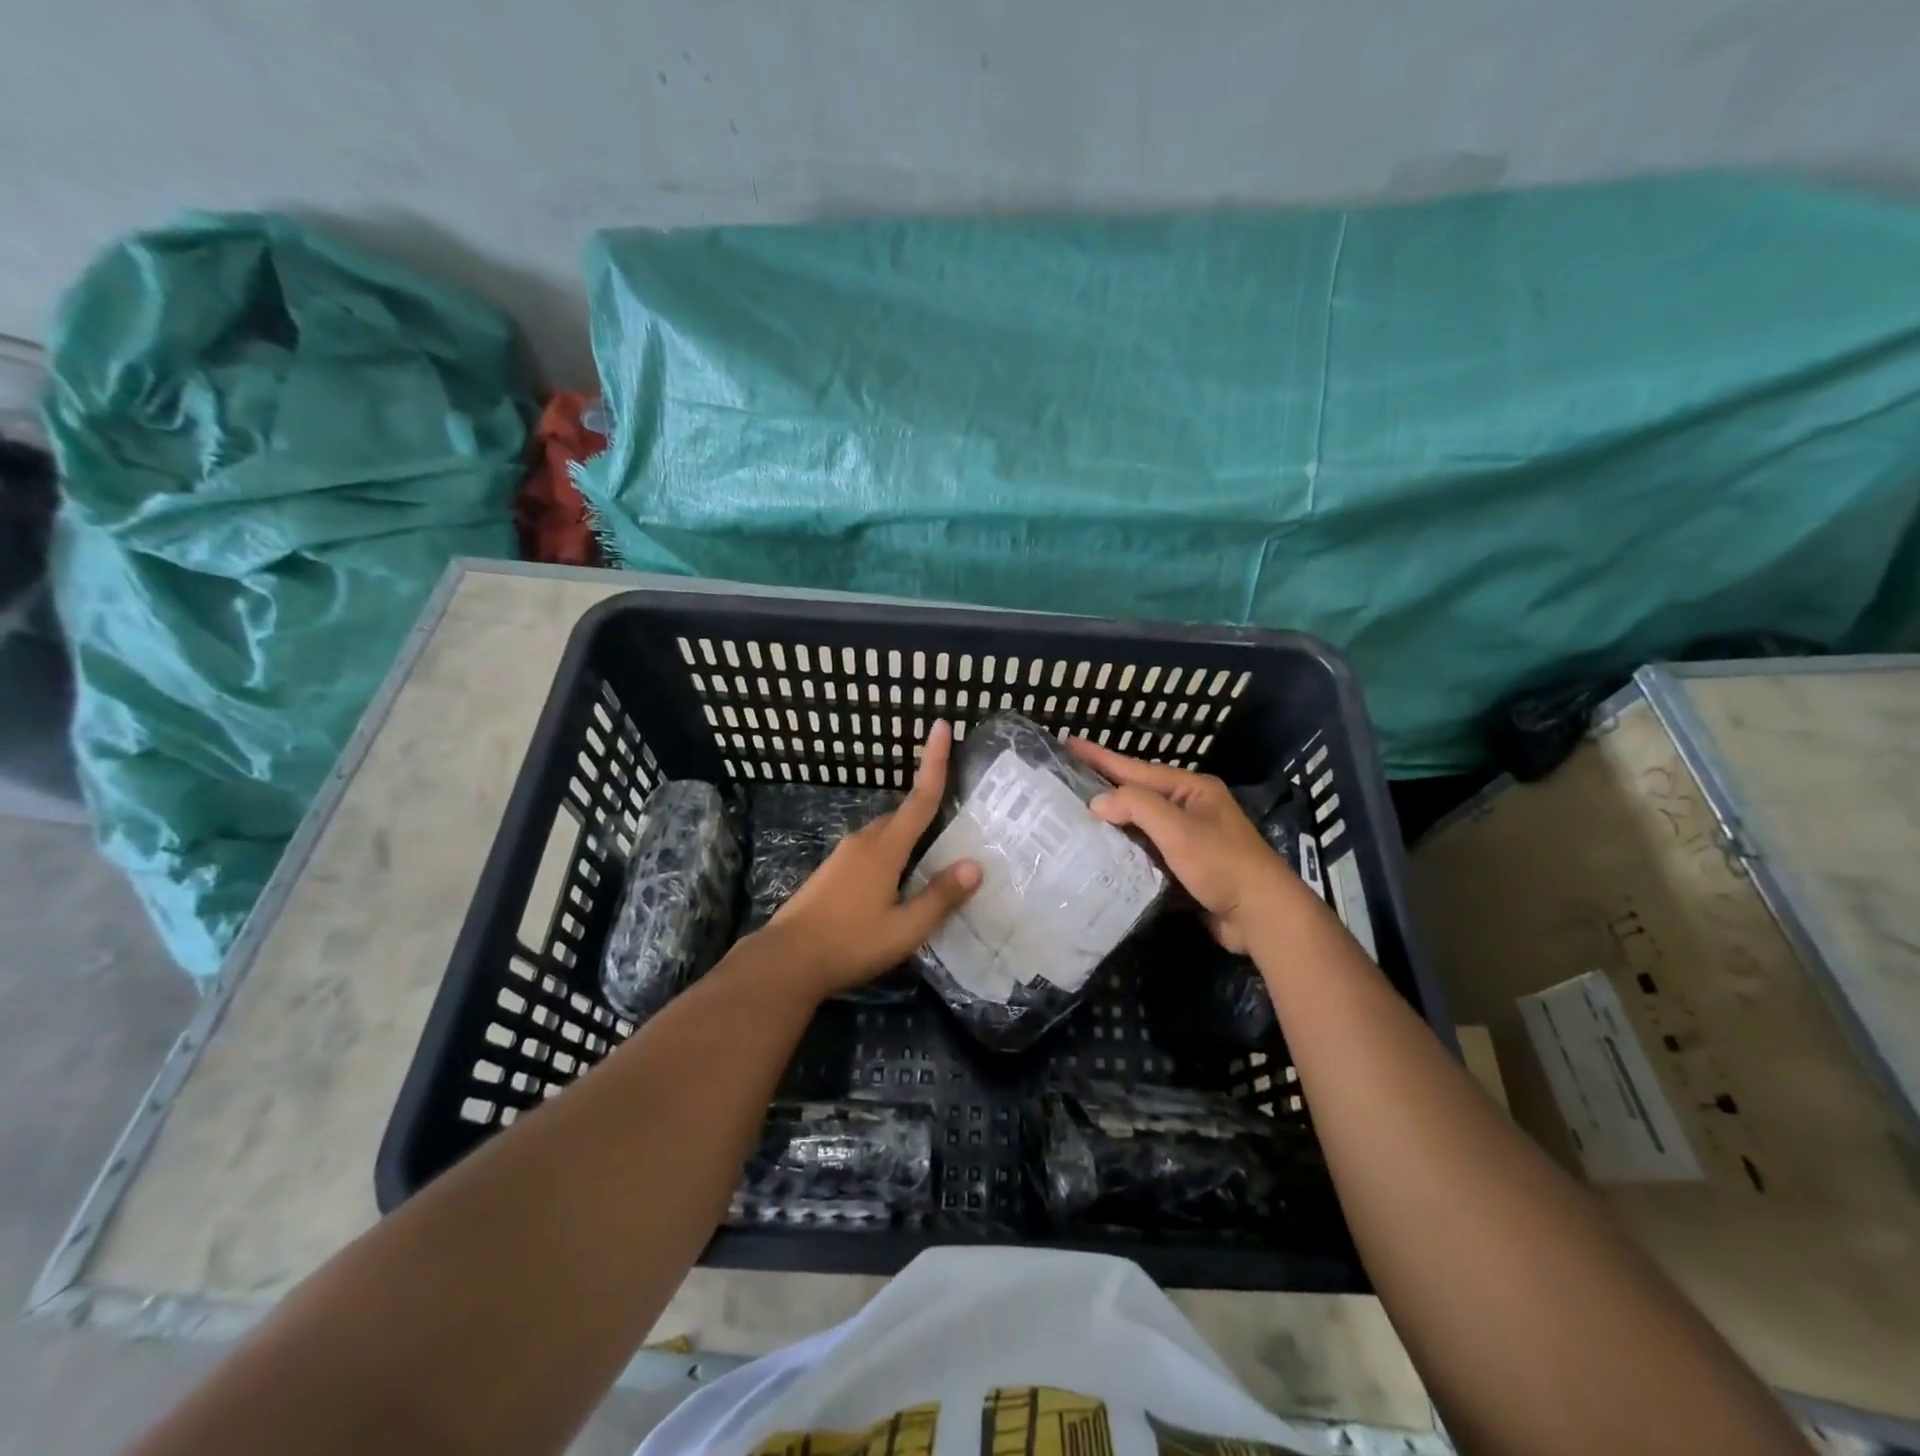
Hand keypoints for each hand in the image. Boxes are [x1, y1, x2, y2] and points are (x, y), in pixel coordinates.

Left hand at [756, 720, 980, 998]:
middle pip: (902, 816)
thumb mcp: (905, 929)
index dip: (935, 762)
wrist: (786, 960)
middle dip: (926, 810)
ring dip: (908, 838)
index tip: (943, 726)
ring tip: (931, 860)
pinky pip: (870, 850)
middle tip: (955, 821)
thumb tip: (975, 866)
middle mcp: (864, 842)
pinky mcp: (831, 872)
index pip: (920, 798)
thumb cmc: (850, 943)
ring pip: (885, 835)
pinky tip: (896, 883)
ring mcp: (843, 855)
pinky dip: (890, 854)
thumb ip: (940, 897)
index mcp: (885, 849)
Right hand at [1068, 738, 1294, 953]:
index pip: (1136, 769)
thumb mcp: (1178, 829)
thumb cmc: (1222, 864)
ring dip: (1110, 824)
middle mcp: (1189, 808)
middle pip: (1137, 795)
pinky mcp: (1184, 868)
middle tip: (1063, 783)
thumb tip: (1098, 802)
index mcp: (1191, 789)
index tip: (1068, 743)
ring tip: (1072, 819)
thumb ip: (1137, 807)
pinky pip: (1146, 852)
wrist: (1261, 917)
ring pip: (1139, 826)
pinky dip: (1124, 852)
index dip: (1101, 757)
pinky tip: (1098, 855)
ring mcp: (1188, 839)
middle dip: (1102, 790)